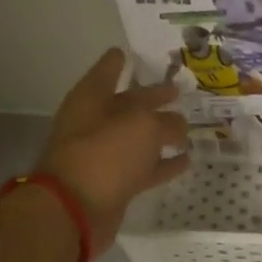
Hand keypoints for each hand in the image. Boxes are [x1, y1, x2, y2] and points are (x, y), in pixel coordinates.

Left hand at [33, 49, 189, 251]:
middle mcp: (94, 124)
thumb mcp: (144, 127)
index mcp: (91, 100)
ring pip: (137, 138)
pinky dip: (163, 165)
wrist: (74, 209)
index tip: (125, 51)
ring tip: (187, 127)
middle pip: (127, 105)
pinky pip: (144, 168)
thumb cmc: (105, 154)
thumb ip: (166, 123)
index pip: (106, 72)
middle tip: (176, 90)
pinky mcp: (114, 184)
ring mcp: (103, 156)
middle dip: (150, 98)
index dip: (116, 62)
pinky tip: (185, 161)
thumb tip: (179, 127)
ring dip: (160, 134)